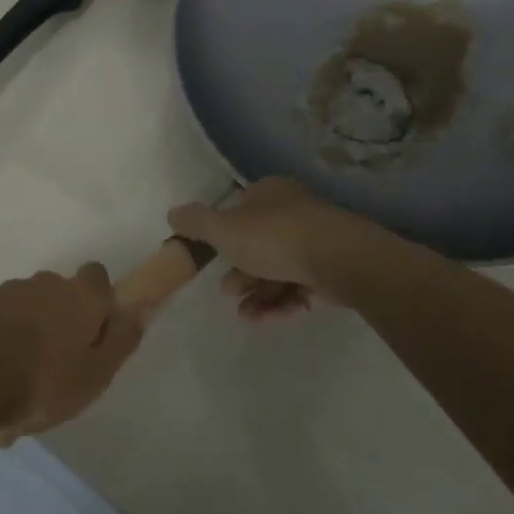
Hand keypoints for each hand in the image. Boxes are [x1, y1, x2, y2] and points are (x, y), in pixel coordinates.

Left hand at [0, 265, 147, 443]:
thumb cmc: (41, 380)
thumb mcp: (95, 374)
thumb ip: (121, 340)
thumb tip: (140, 310)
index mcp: (78, 296)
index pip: (98, 277)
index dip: (98, 301)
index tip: (93, 331)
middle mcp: (43, 284)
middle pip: (58, 295)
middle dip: (58, 321)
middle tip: (54, 367)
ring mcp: (3, 293)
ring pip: (23, 312)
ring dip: (24, 338)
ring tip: (16, 388)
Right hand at [167, 178, 363, 318]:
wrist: (340, 260)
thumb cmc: (275, 237)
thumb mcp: (223, 228)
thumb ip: (196, 222)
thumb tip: (172, 214)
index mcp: (270, 193)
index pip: (241, 208)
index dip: (224, 233)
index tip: (211, 258)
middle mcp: (295, 212)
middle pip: (260, 242)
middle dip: (240, 270)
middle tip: (227, 291)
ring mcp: (318, 242)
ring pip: (279, 268)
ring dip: (257, 293)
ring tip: (244, 314)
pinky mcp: (333, 271)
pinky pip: (300, 288)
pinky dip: (280, 303)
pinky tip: (262, 320)